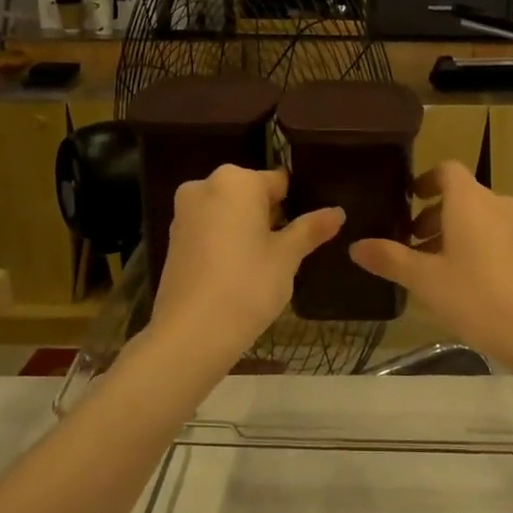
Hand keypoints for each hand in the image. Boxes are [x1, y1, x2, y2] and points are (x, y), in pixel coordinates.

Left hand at [150, 165, 343, 363]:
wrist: (192, 332)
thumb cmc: (248, 284)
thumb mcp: (287, 256)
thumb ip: (310, 229)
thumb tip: (338, 212)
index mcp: (235, 180)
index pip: (278, 181)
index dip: (297, 204)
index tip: (308, 229)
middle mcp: (204, 186)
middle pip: (250, 195)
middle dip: (270, 217)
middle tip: (290, 250)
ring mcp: (184, 213)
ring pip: (228, 213)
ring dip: (247, 230)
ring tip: (267, 265)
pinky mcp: (174, 240)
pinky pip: (209, 231)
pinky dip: (226, 243)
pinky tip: (239, 273)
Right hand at [349, 161, 512, 370]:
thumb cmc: (478, 298)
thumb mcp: (425, 280)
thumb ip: (390, 259)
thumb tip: (356, 246)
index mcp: (470, 201)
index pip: (446, 171)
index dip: (425, 181)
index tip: (406, 201)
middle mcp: (498, 204)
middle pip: (461, 196)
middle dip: (432, 216)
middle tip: (408, 244)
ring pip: (478, 218)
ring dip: (452, 233)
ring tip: (430, 267)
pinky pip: (495, 235)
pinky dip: (474, 245)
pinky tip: (461, 282)